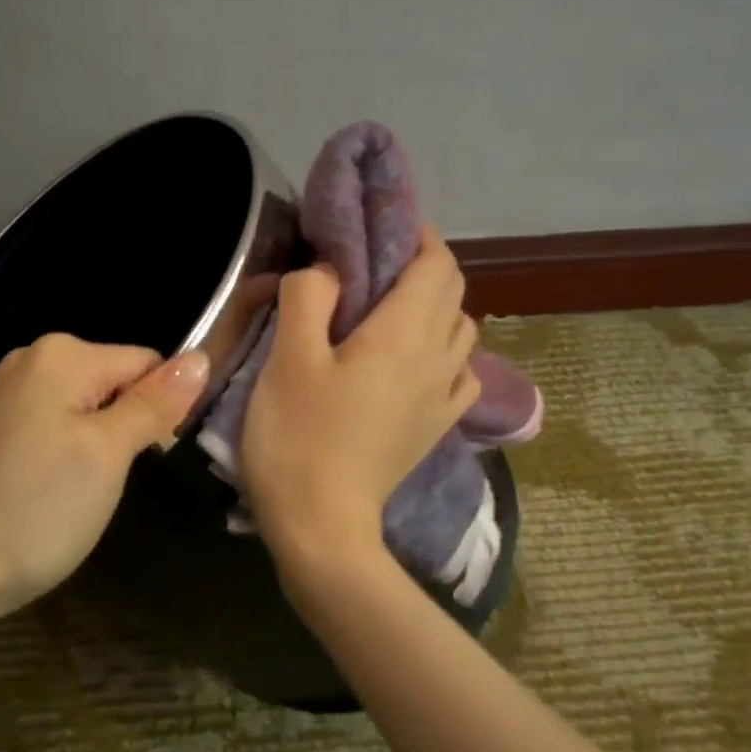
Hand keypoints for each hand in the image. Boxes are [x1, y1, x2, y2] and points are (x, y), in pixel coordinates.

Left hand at [0, 333, 208, 615]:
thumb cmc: (39, 509)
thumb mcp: (109, 454)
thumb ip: (154, 403)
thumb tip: (199, 359)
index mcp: (60, 355)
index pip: (145, 362)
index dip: (161, 407)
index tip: (150, 456)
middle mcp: (26, 360)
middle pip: (111, 380)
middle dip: (126, 423)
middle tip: (112, 478)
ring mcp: (0, 394)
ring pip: (81, 405)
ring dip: (96, 440)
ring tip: (81, 488)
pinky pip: (47, 423)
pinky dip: (62, 448)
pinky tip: (48, 487)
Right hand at [241, 228, 478, 570]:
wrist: (323, 526)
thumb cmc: (298, 437)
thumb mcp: (289, 358)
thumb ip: (310, 295)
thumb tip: (330, 268)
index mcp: (404, 333)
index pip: (435, 262)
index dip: (415, 234)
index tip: (380, 225)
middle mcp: (438, 358)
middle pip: (454, 290)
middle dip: (424, 264)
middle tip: (375, 264)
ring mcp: (444, 396)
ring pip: (461, 328)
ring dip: (436, 305)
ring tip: (392, 309)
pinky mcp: (438, 427)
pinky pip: (460, 372)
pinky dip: (445, 350)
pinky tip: (417, 361)